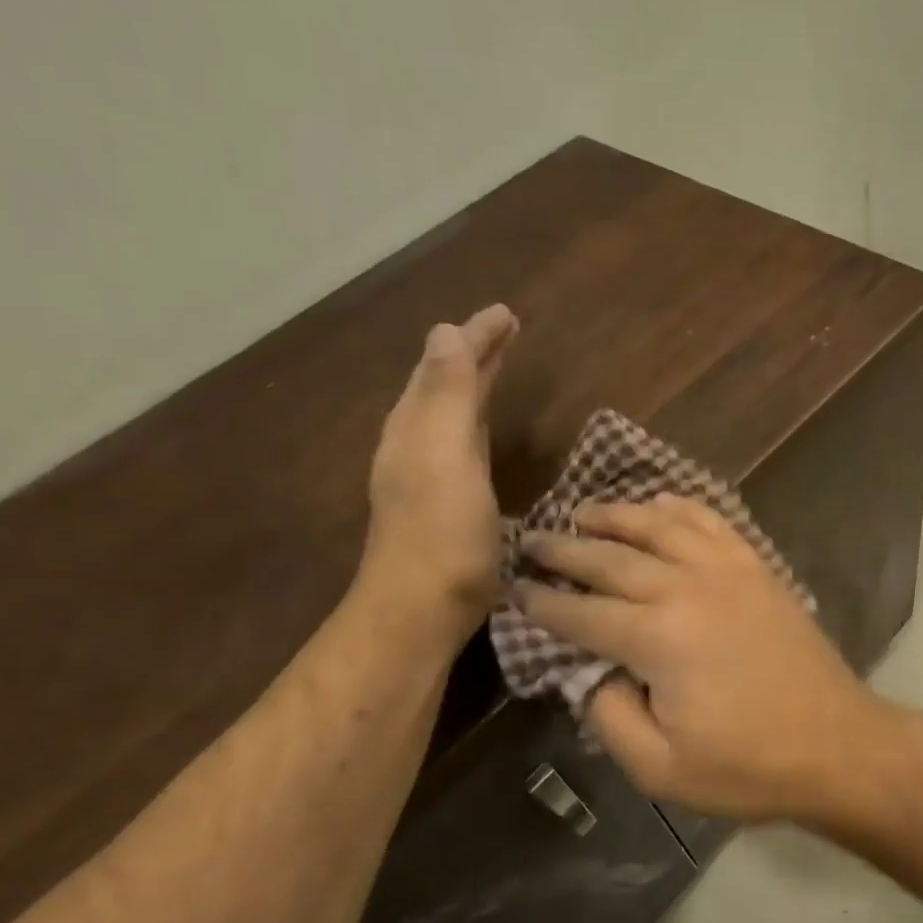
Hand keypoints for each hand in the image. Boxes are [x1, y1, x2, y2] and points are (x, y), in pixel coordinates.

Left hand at [361, 304, 516, 627]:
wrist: (422, 609)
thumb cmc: (441, 532)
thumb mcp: (443, 455)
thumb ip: (446, 394)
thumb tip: (445, 331)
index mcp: (416, 426)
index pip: (445, 365)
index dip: (475, 338)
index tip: (506, 313)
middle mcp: (416, 444)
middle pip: (445, 385)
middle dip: (473, 355)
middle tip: (505, 330)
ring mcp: (429, 477)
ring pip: (451, 415)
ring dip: (473, 386)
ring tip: (496, 367)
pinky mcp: (446, 505)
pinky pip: (460, 445)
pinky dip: (475, 423)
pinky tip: (482, 434)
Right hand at [517, 496, 890, 819]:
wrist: (838, 746)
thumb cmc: (748, 767)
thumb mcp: (659, 767)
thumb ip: (608, 716)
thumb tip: (590, 674)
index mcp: (657, 638)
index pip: (582, 612)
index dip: (543, 602)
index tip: (514, 588)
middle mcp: (687, 588)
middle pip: (612, 558)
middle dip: (565, 549)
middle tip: (531, 539)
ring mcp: (728, 571)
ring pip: (659, 526)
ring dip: (616, 515)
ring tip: (584, 511)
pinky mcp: (758, 569)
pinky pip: (712, 522)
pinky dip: (681, 508)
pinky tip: (661, 503)